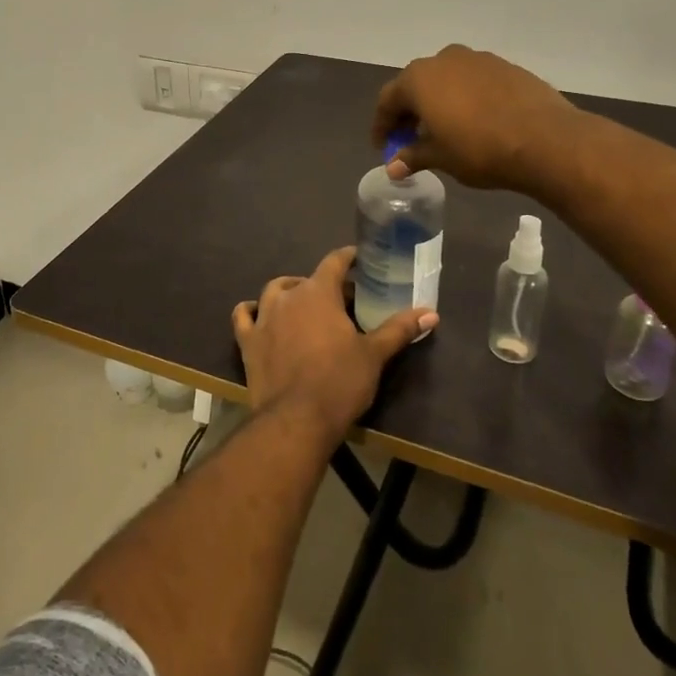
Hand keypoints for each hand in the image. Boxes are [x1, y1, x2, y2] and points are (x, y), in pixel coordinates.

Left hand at [233, 247, 434, 444]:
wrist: (296, 419)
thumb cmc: (339, 381)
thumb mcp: (374, 355)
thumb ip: (399, 329)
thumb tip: (431, 313)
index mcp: (318, 292)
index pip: (334, 261)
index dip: (347, 257)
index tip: (357, 257)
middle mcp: (288, 296)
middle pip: (307, 279)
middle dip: (324, 284)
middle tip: (342, 300)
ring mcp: (263, 317)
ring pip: (274, 291)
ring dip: (288, 292)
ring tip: (303, 303)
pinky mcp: (247, 341)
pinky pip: (243, 316)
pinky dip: (251, 311)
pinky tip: (258, 315)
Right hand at [371, 44, 580, 190]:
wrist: (546, 139)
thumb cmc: (480, 149)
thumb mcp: (441, 157)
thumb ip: (413, 156)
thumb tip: (392, 167)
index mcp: (419, 78)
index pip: (388, 100)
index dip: (382, 125)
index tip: (383, 146)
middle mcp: (444, 60)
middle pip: (416, 84)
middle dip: (410, 111)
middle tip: (410, 139)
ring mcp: (478, 59)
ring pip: (447, 79)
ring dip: (439, 102)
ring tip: (444, 130)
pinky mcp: (506, 66)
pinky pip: (474, 81)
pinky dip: (466, 98)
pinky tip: (475, 121)